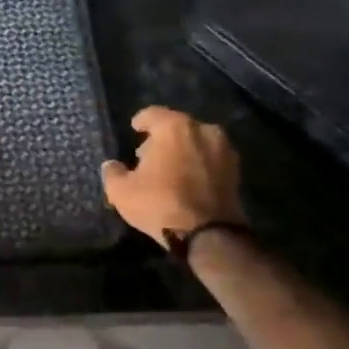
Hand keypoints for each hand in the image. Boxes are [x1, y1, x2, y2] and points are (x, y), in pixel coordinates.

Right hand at [101, 106, 244, 243]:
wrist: (209, 234)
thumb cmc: (160, 203)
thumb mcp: (122, 191)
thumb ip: (113, 173)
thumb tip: (111, 165)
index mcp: (174, 127)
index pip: (152, 114)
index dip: (141, 122)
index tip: (135, 130)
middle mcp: (203, 130)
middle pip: (177, 127)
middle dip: (162, 138)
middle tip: (148, 155)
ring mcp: (224, 150)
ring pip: (197, 142)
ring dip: (183, 150)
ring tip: (170, 169)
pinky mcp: (236, 171)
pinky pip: (211, 159)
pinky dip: (199, 164)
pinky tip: (188, 180)